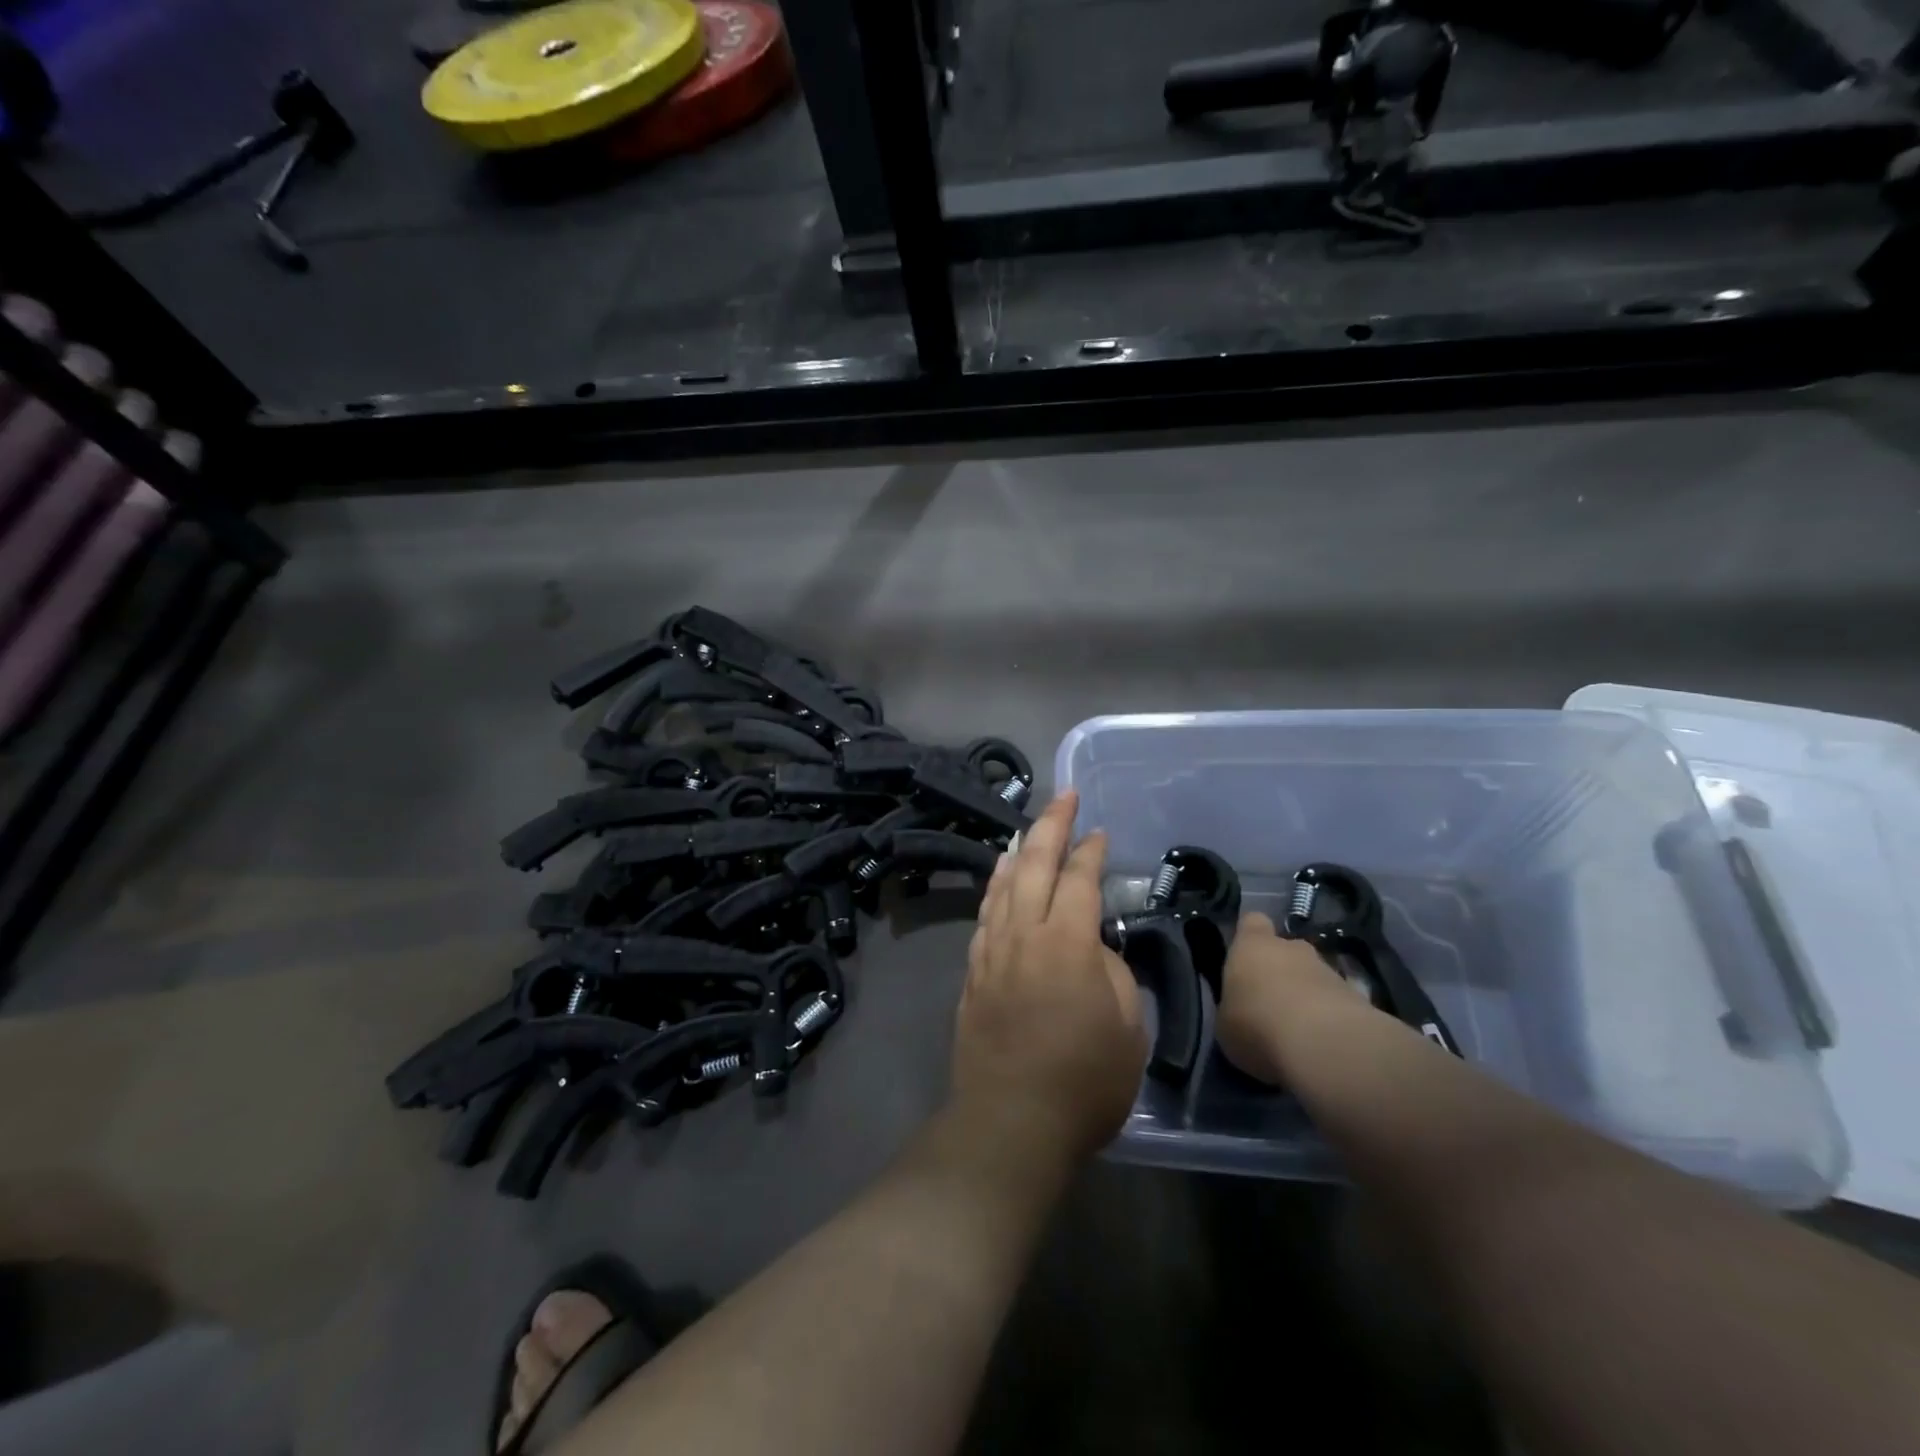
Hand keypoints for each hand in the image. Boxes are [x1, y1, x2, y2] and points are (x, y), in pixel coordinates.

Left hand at [951, 791, 1147, 1166]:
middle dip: (1050, 825)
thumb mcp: (1127, 1029)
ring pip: (1002, 886)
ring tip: (1026, 830)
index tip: (1100, 832)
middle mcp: (1024, 935)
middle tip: (1064, 798)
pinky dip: (994, 889)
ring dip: (1017, 852)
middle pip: (1034, 865)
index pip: (1079, 880)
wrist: (1010, 1122)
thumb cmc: (1083, 1082)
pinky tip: (999, 882)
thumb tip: (1094, 948)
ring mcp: (992, 952)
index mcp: (1067, 943)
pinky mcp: (973, 974)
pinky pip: (985, 916)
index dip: (1091, 851)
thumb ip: (1113, 974)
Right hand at [1214, 911, 1368, 1084]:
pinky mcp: (1359, 998)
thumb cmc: (1258, 1025)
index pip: (1252, 922)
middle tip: (1272, 1003)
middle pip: (1287, 949)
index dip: (1249, 936)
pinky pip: (1338, 1003)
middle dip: (1282, 971)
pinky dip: (1331, 1018)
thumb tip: (1241, 1011)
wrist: (1325, 1046)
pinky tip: (1324, 1044)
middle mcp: (1292, 949)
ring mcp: (1329, 971)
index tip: (1245, 957)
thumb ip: (1234, 1008)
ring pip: (1314, 977)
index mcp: (1252, 946)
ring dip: (1308, 996)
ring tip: (1300, 1031)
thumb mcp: (1226, 1024)